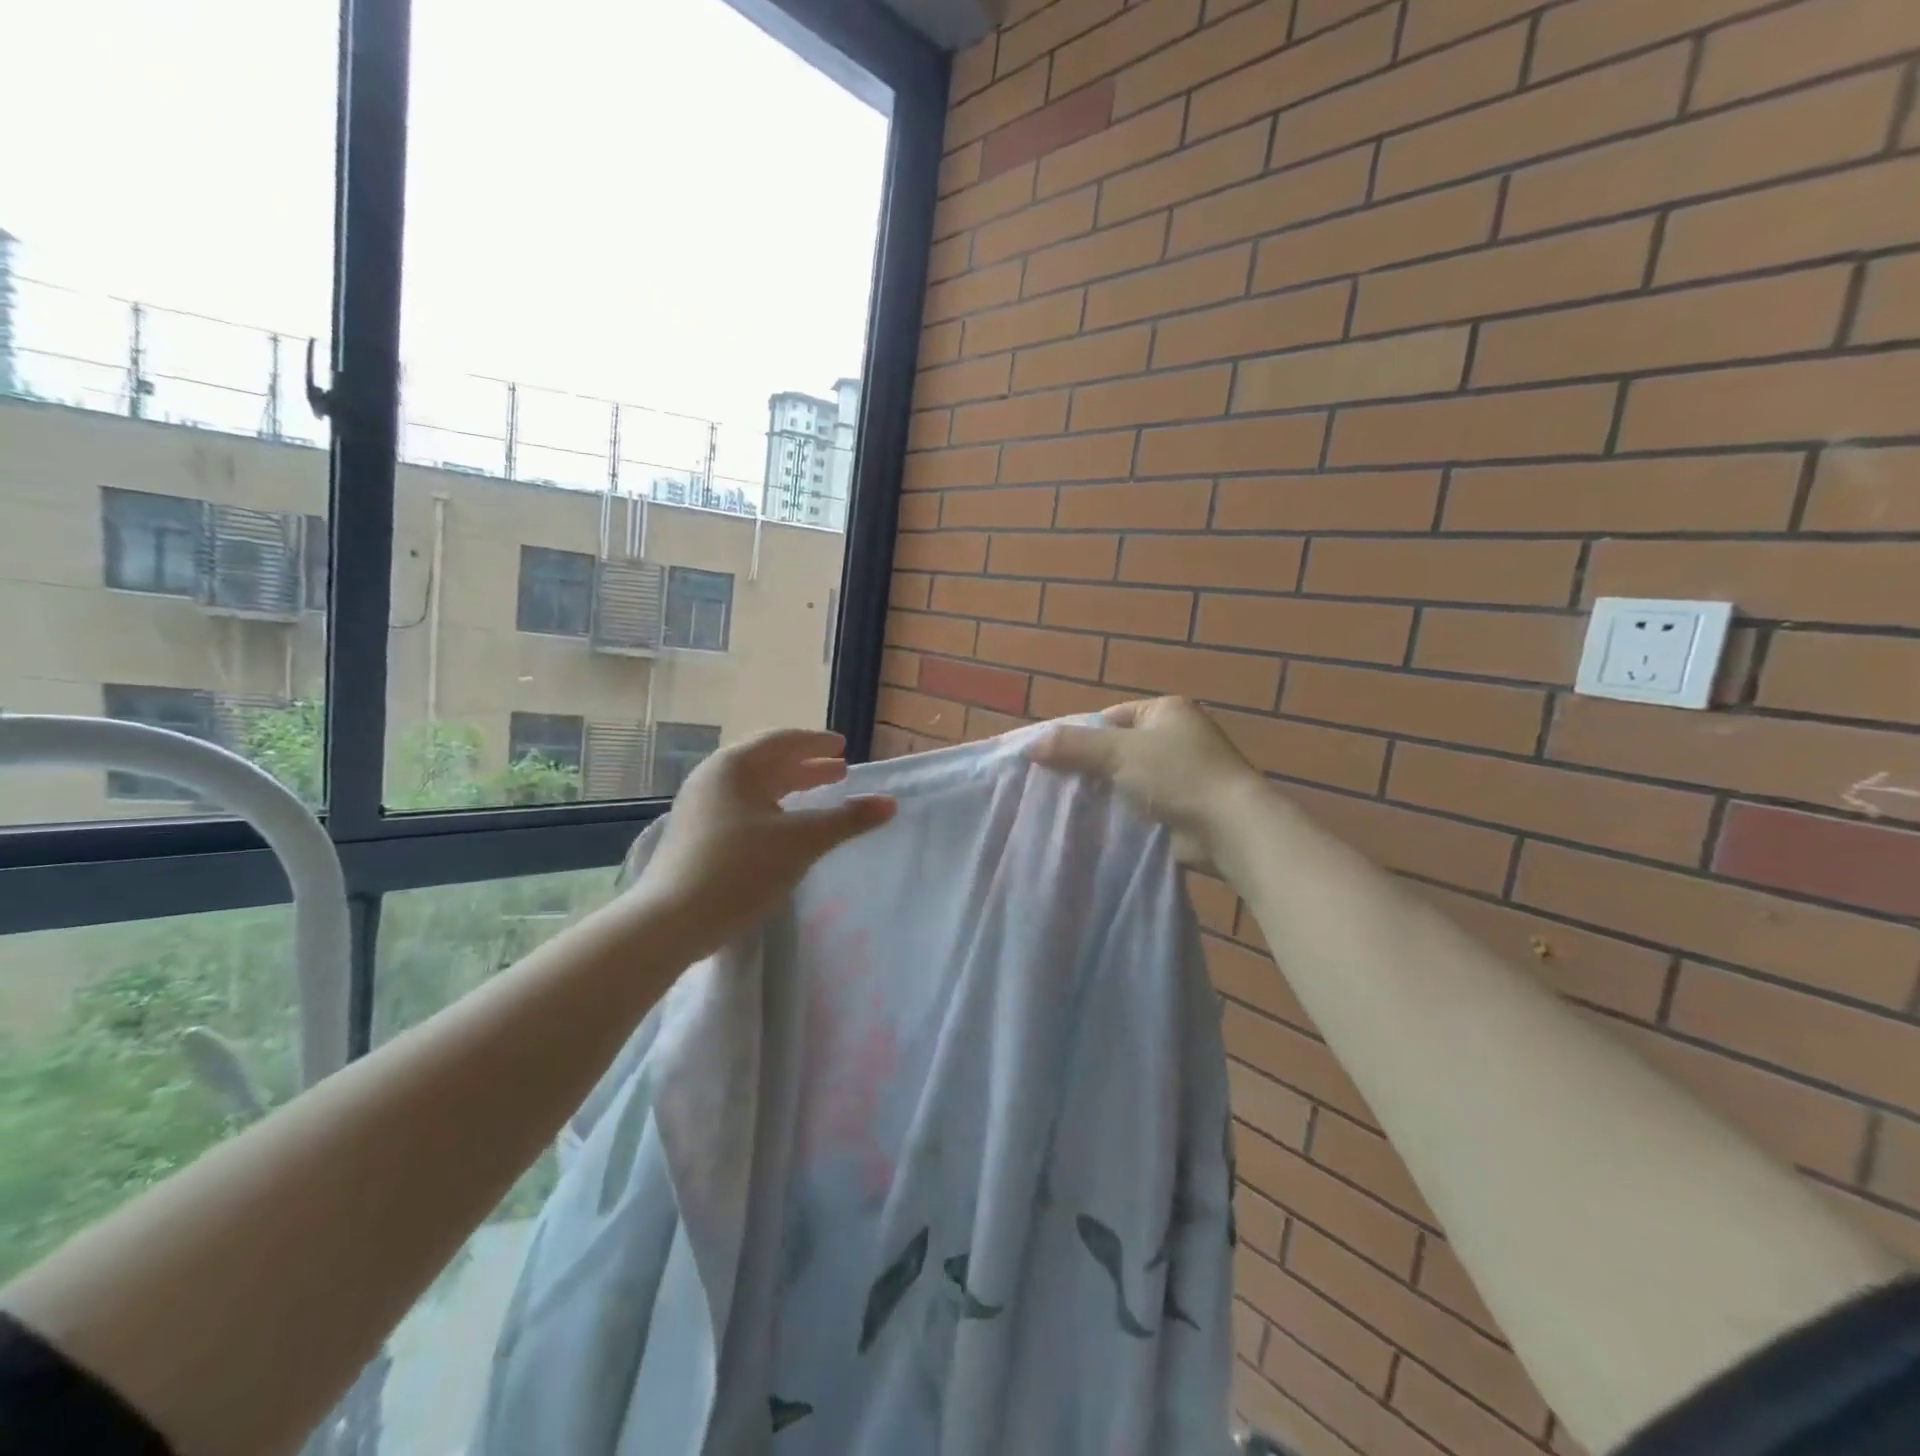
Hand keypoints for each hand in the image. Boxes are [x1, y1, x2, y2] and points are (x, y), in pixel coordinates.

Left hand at [630, 728, 895, 958]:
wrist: (670, 921)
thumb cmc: (740, 869)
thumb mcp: (802, 842)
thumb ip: (847, 820)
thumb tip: (890, 803)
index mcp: (736, 766)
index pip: (784, 741)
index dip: (818, 743)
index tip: (843, 747)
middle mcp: (713, 778)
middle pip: (768, 763)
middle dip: (807, 767)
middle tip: (840, 773)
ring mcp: (700, 807)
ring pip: (755, 788)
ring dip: (790, 790)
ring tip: (819, 797)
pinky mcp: (695, 835)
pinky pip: (743, 808)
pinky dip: (772, 810)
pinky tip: (785, 829)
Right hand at [1027, 698, 1263, 865]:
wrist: (1228, 827)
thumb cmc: (1176, 774)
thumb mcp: (1118, 752)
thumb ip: (1072, 745)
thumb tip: (1029, 746)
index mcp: (1166, 710)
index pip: (1111, 717)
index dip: (1081, 735)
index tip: (1054, 759)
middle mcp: (1177, 737)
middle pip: (1118, 748)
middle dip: (1091, 767)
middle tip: (1057, 785)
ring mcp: (1184, 774)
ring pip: (1128, 779)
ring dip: (1107, 793)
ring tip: (1071, 807)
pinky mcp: (1184, 807)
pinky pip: (1142, 804)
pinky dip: (1123, 812)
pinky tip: (1098, 824)